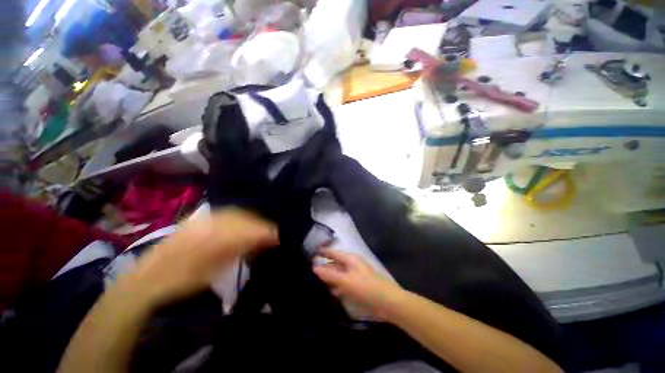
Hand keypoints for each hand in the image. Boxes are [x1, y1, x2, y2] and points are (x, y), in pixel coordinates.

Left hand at [116, 208, 277, 307]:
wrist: (146, 281)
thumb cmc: (181, 282)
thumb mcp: (213, 271)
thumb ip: (239, 252)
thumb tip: (262, 242)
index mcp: (211, 237)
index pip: (246, 229)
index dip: (264, 232)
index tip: (277, 236)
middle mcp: (208, 223)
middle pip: (242, 218)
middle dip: (260, 224)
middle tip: (271, 233)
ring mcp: (201, 220)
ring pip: (235, 214)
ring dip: (251, 220)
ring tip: (260, 229)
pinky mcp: (197, 220)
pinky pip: (224, 214)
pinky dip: (238, 218)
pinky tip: (243, 225)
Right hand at [313, 249, 403, 319]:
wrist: (387, 302)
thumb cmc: (366, 288)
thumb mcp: (345, 281)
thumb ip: (330, 274)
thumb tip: (314, 267)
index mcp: (350, 259)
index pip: (333, 252)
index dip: (323, 252)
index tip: (311, 254)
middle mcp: (352, 264)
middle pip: (335, 263)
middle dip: (324, 265)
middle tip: (310, 270)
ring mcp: (355, 275)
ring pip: (339, 273)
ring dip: (329, 276)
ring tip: (315, 280)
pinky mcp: (357, 285)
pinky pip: (343, 282)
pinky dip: (336, 285)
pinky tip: (330, 290)